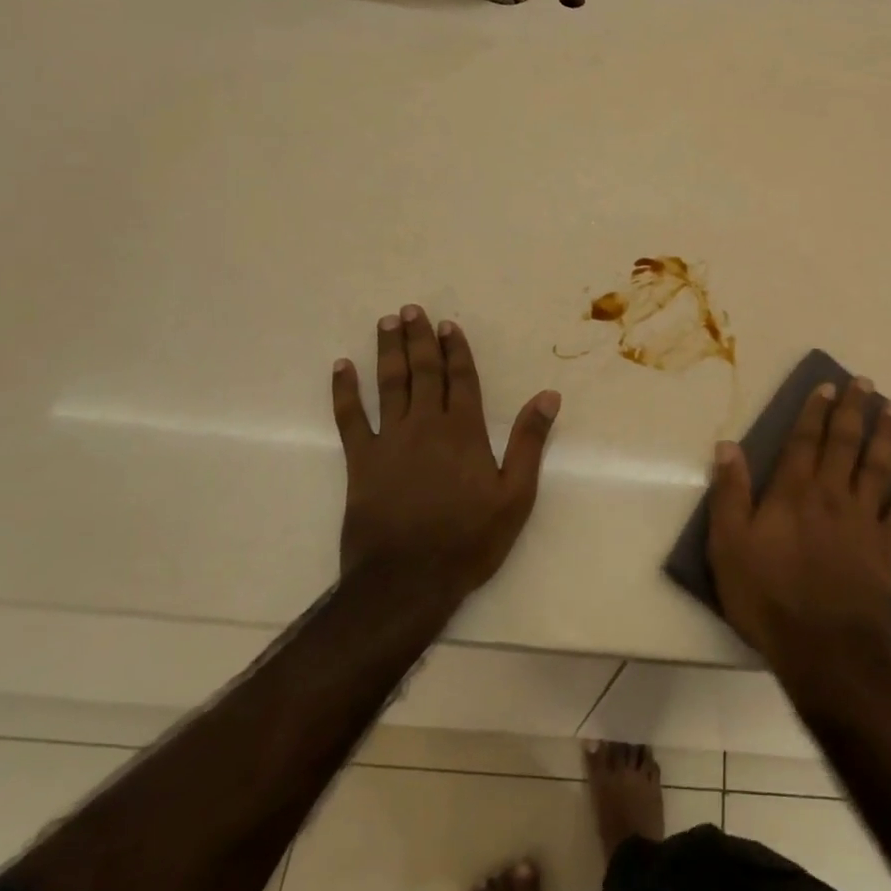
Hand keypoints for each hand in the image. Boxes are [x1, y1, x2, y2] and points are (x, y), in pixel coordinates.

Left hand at [332, 305, 560, 604]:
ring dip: (388, 351)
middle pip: (423, 372)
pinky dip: (344, 391)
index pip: (461, 379)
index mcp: (464, 431)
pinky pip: (349, 417)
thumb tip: (548, 396)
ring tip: (386, 323)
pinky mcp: (360, 461)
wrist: (407, 580)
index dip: (456, 349)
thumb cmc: (468, 540)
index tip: (448, 325)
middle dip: (419, 339)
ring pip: (389, 385)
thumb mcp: (515, 496)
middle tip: (412, 310)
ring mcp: (389, 441)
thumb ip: (530, 442)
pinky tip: (341, 368)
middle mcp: (426, 425)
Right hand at [706, 378, 890, 687]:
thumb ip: (730, 493)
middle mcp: (831, 496)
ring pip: (878, 467)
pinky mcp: (886, 548)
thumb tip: (728, 446)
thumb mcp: (729, 546)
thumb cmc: (767, 597)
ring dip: (888, 435)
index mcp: (792, 493)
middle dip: (854, 410)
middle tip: (865, 383)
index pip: (803, 441)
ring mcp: (863, 520)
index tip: (827, 386)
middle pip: (844, 443)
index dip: (814, 412)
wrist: (823, 649)